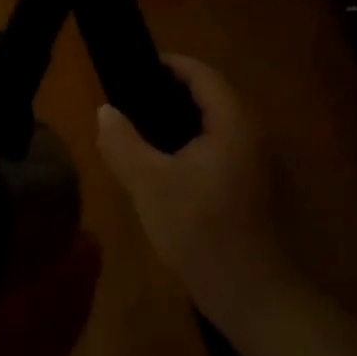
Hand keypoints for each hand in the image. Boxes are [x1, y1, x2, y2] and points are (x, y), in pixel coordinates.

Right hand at [96, 56, 283, 318]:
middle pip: (208, 95)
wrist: (246, 290)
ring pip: (210, 123)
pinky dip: (186, 141)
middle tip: (128, 97)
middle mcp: (248, 132)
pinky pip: (213, 145)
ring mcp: (250, 160)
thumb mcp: (148, 182)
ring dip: (176, 118)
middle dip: (168, 91)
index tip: (133, 67)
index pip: (202, 74)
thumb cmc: (198, 228)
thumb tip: (105, 111)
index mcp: (231, 122)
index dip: (168, 64)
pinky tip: (158, 161)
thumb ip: (122, 141)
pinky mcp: (245, 183)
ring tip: (136, 125)